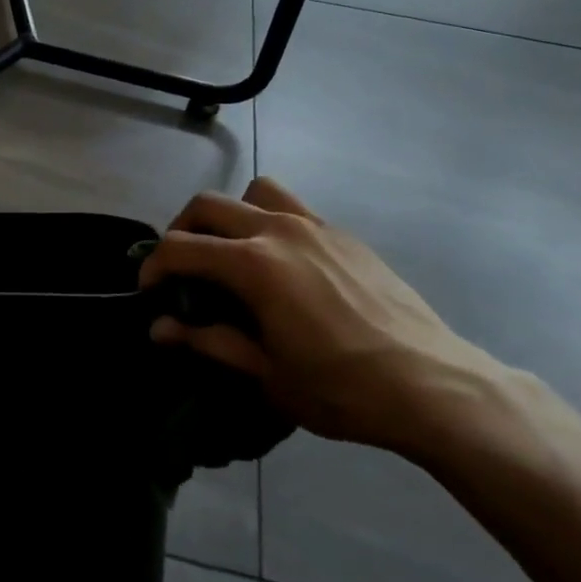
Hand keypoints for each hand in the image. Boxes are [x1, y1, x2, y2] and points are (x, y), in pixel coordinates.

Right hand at [139, 178, 506, 455]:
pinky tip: (283, 267)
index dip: (154, 265)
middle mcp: (279, 230)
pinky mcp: (344, 234)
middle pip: (210, 205)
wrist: (432, 385)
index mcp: (254, 264)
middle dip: (182, 229)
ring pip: (255, 192)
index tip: (148, 290)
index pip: (182, 247)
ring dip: (231, 214)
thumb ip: (207, 341)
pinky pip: (293, 209)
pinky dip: (270, 223)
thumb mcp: (265, 373)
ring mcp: (316, 226)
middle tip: (181, 267)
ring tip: (232, 252)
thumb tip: (158, 328)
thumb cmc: (341, 388)